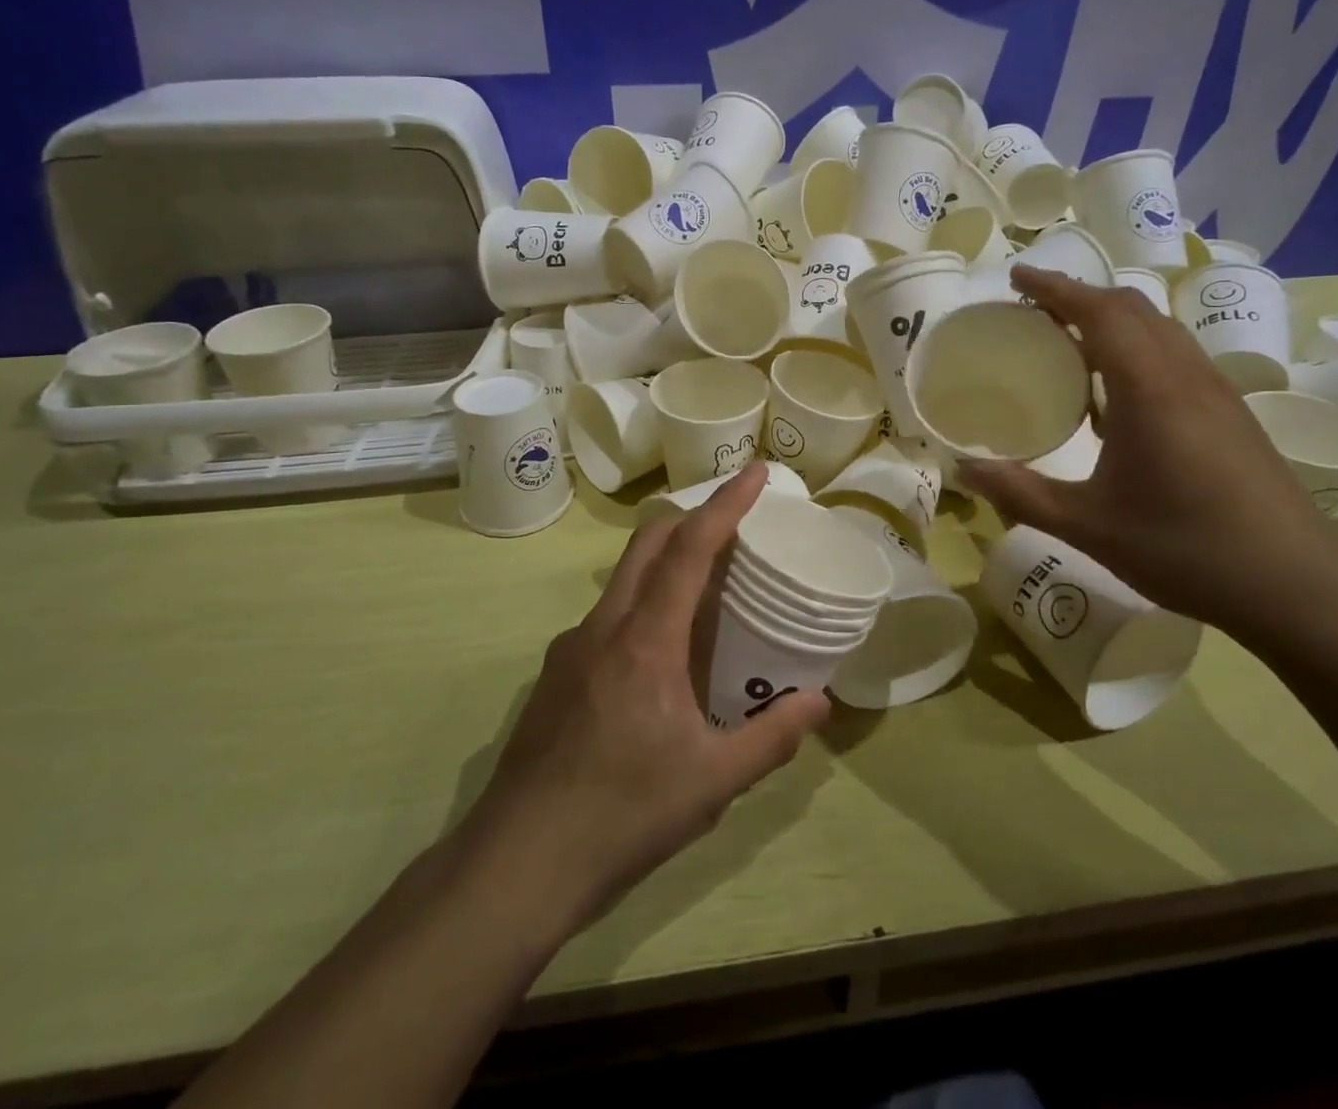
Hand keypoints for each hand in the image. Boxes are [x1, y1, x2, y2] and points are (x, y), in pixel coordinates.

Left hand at [458, 464, 828, 932]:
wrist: (516, 864)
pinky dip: (641, 606)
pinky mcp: (555, 674)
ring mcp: (571, 648)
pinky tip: (659, 658)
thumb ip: (770, 738)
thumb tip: (820, 702)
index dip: (725, 504)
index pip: (689, 548)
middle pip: (648, 543)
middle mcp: (603, 627)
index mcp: (645, 640)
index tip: (755, 473)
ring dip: (664, 563)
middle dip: (691, 518)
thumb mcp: (712, 783)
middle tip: (735, 524)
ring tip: (705, 592)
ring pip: (624, 579)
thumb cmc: (622, 816)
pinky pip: (607, 617)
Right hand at [958, 265, 1337, 634]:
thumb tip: (961, 469)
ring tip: (1066, 341)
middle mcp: (1186, 376)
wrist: (1297, 587)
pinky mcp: (1229, 413)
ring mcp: (1215, 392)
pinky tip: (1112, 392)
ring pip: (1158, 329)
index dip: (1056, 287)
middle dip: (1079, 296)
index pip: (1101, 312)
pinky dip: (1134, 347)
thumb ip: (1020, 493)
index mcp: (1150, 389)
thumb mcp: (1087, 526)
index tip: (1016, 275)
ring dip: (1110, 319)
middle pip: (1132, 308)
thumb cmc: (1185, 549)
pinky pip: (1173, 356)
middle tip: (1031, 309)